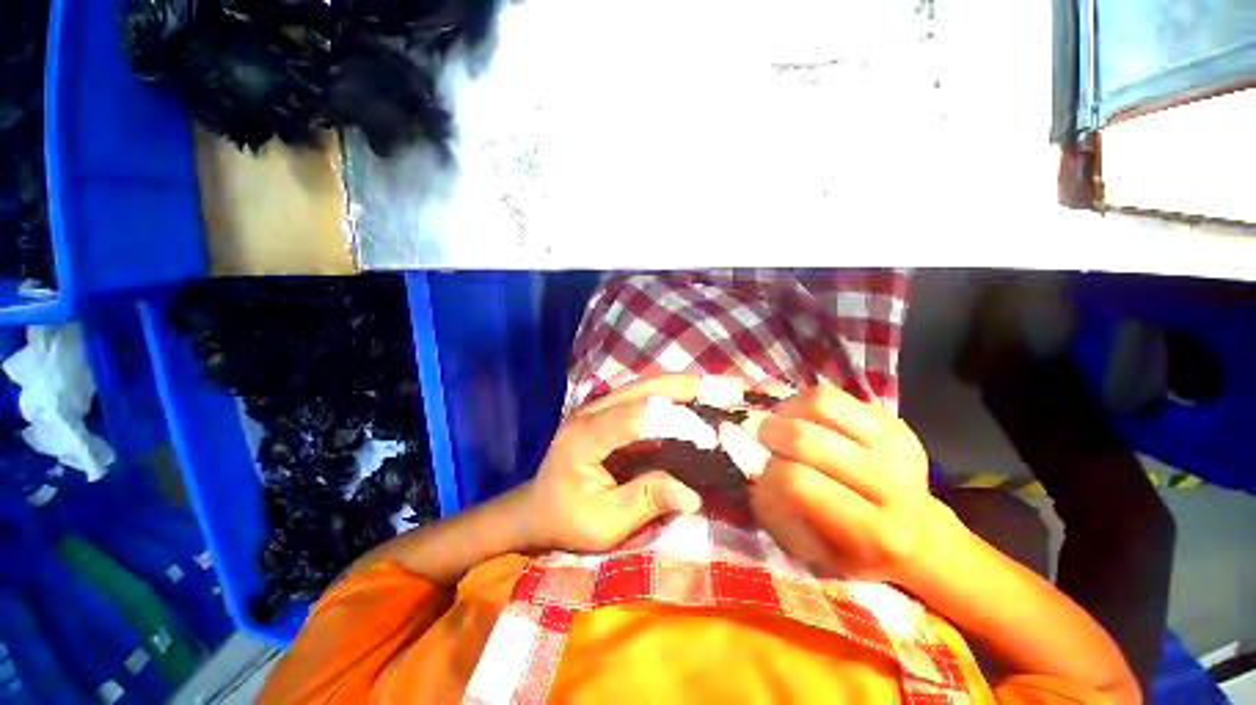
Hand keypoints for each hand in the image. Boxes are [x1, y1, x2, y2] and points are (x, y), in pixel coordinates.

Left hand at [521, 375, 711, 552]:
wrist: (537, 507)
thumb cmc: (565, 520)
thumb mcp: (603, 524)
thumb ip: (645, 502)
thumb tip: (693, 494)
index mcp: (583, 437)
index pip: (633, 417)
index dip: (673, 420)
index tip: (711, 434)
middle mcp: (591, 410)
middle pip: (643, 388)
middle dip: (687, 387)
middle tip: (730, 389)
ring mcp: (599, 405)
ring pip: (646, 385)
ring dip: (684, 386)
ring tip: (722, 389)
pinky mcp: (609, 409)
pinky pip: (645, 395)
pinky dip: (674, 395)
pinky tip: (698, 398)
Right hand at [745, 385, 946, 581]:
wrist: (916, 533)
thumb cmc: (852, 548)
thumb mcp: (808, 550)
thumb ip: (776, 512)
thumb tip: (758, 468)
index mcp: (870, 532)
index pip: (796, 481)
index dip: (768, 472)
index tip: (767, 476)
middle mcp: (891, 487)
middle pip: (805, 438)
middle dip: (771, 433)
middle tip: (766, 439)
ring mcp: (897, 447)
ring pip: (821, 403)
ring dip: (788, 410)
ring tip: (785, 424)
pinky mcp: (893, 421)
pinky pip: (834, 394)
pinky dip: (806, 402)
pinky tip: (806, 419)